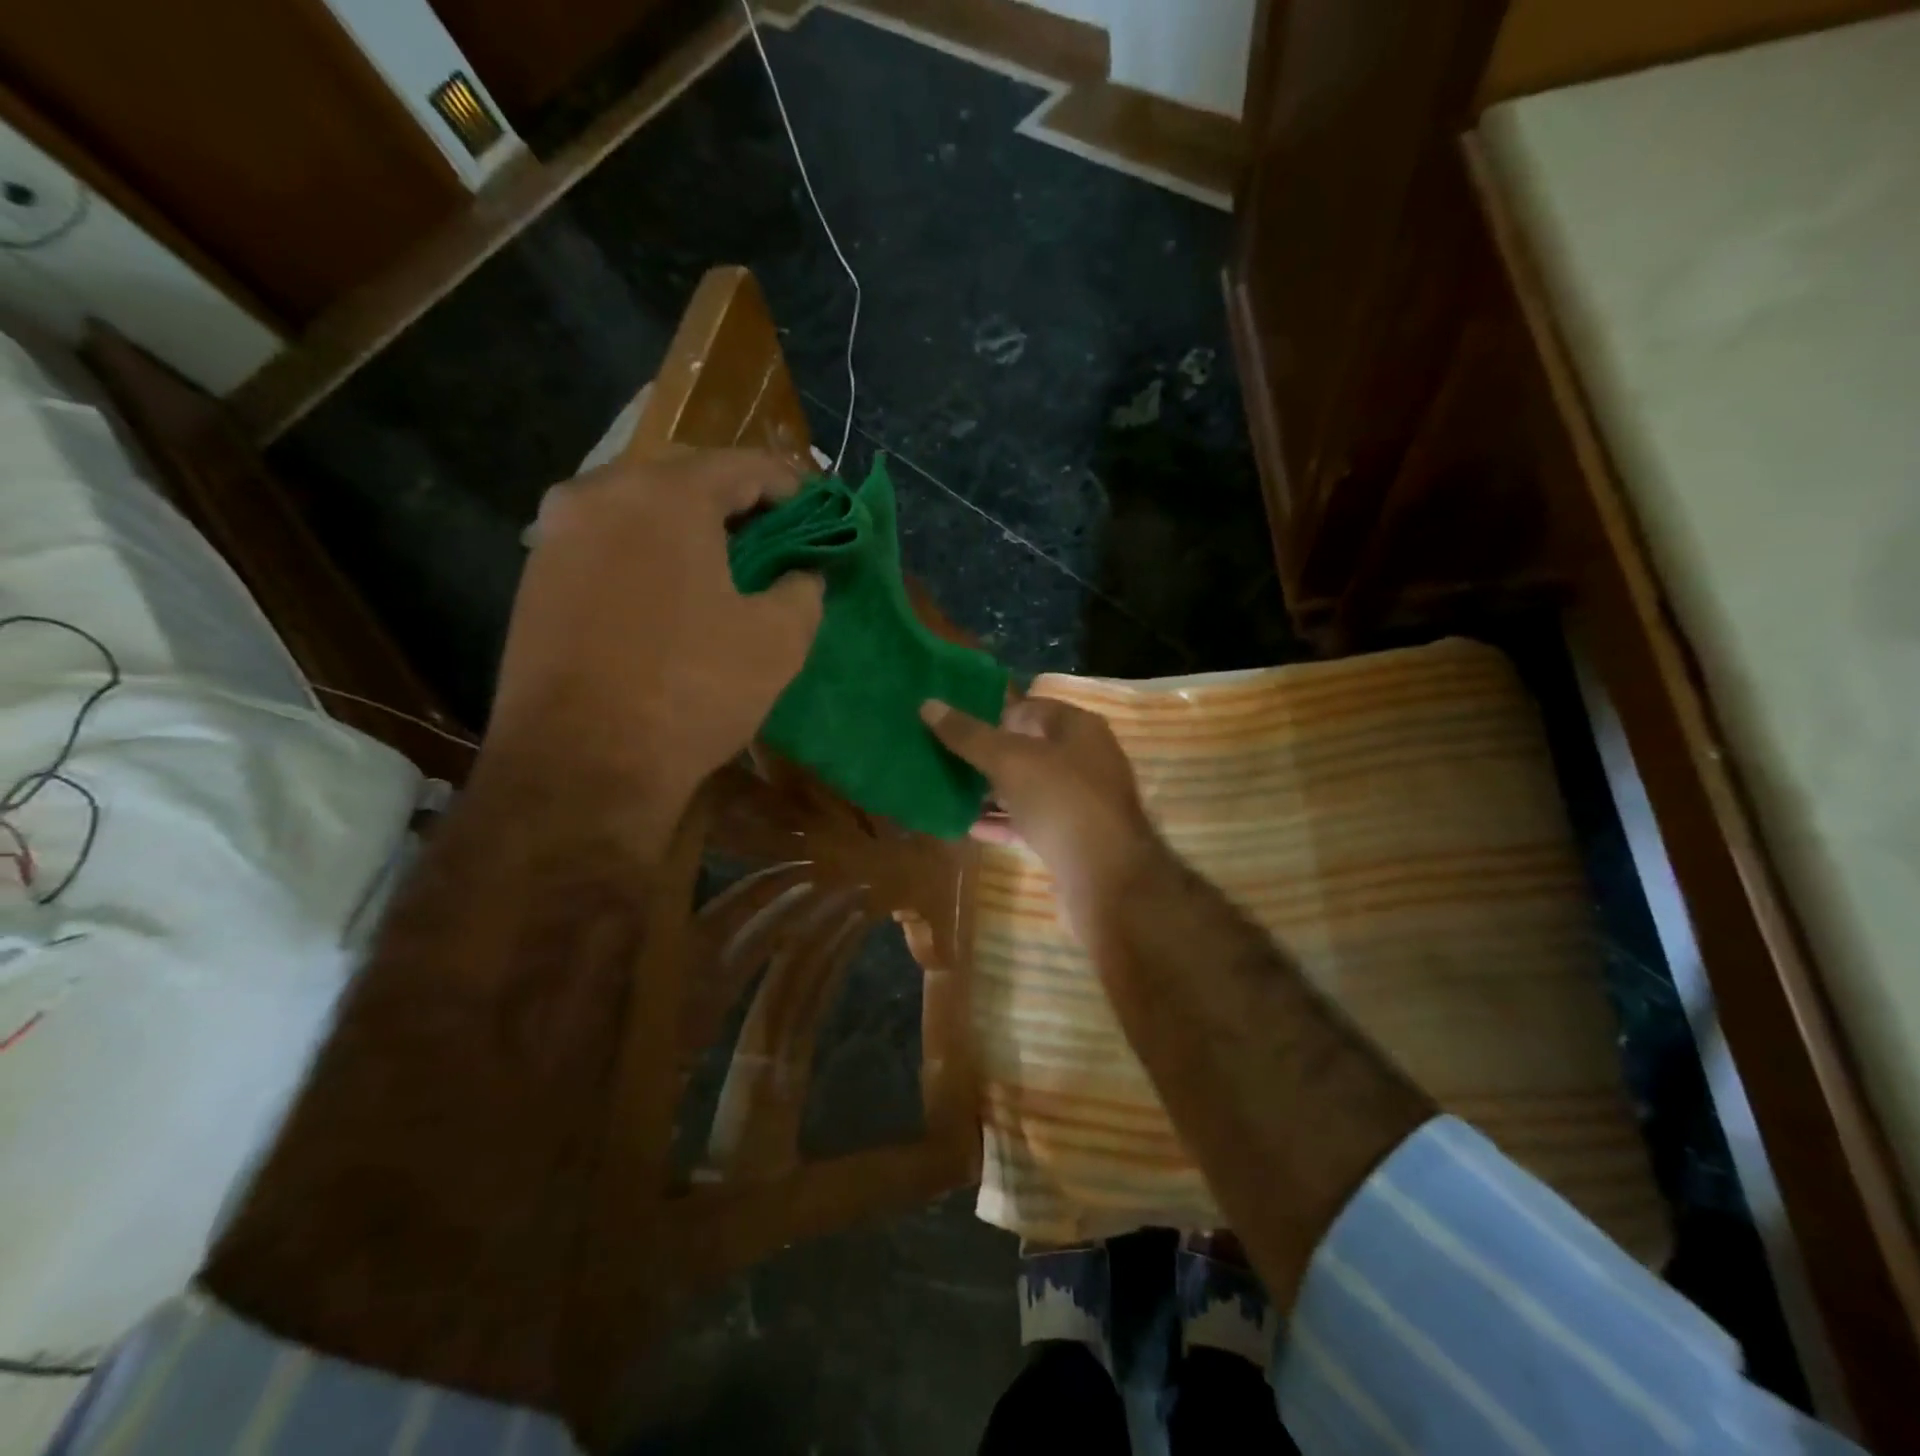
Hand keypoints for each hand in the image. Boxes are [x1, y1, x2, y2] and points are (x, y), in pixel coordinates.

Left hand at [489, 449, 823, 813]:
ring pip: (640, 510)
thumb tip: (801, 577)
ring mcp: (557, 534)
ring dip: (689, 528)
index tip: (818, 512)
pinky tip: (673, 593)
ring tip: (727, 566)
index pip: (743, 466)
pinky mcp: (536, 578)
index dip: (791, 486)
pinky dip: (649, 554)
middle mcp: (599, 493)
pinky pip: (608, 544)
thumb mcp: (778, 641)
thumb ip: (803, 591)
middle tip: (776, 539)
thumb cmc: (691, 691)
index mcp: (665, 495)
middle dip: (737, 504)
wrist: (580, 766)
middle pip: (685, 479)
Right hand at [920, 696, 1160, 939]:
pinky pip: (1030, 821)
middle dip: (986, 755)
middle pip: (1027, 749)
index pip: (1029, 708)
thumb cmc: (1062, 801)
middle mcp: (1084, 759)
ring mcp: (1080, 800)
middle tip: (943, 757)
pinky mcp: (1072, 837)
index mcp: (1078, 728)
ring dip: (991, 791)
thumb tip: (928, 704)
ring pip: (1027, 788)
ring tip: (948, 791)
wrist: (1106, 878)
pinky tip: (968, 826)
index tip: (953, 725)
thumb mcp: (1010, 761)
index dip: (991, 713)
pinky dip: (1002, 822)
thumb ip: (969, 735)